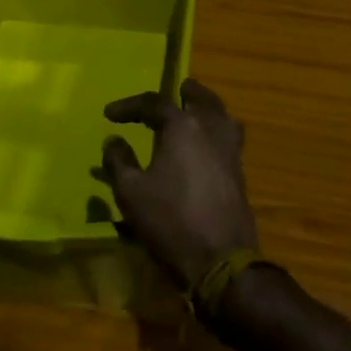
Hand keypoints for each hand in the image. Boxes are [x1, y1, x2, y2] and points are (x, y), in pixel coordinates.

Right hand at [94, 78, 258, 287]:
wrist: (221, 259)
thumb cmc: (170, 220)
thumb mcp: (131, 192)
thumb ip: (119, 161)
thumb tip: (114, 141)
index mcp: (183, 126)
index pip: (154, 103)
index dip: (129, 106)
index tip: (110, 115)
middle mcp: (211, 128)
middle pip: (201, 98)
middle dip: (185, 93)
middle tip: (176, 90)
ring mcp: (231, 150)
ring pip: (221, 115)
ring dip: (207, 108)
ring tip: (195, 111)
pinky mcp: (240, 172)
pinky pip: (229, 137)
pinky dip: (217, 130)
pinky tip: (206, 145)